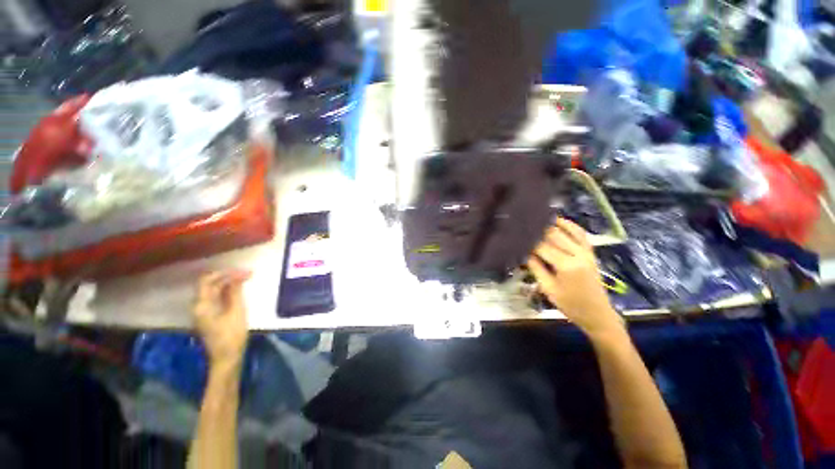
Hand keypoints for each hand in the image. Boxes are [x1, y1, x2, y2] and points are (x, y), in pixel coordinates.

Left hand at [193, 271, 250, 369]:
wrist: (226, 358)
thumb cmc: (232, 335)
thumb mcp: (237, 312)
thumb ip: (235, 293)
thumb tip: (237, 277)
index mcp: (202, 305)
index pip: (207, 281)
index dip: (224, 273)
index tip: (242, 271)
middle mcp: (198, 306)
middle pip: (209, 284)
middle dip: (227, 276)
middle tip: (247, 274)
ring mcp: (202, 311)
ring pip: (213, 290)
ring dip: (228, 283)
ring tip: (245, 279)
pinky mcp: (209, 316)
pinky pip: (215, 297)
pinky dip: (226, 291)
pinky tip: (238, 290)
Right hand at [528, 219, 623, 337]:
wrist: (598, 314)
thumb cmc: (571, 305)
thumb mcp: (548, 289)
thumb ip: (536, 268)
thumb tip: (524, 253)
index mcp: (566, 265)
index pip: (542, 247)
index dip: (528, 242)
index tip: (516, 237)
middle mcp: (578, 254)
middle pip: (554, 235)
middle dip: (538, 230)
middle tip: (523, 226)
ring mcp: (587, 252)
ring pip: (568, 230)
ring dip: (553, 223)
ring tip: (538, 218)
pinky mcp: (590, 252)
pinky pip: (581, 234)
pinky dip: (570, 225)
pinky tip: (559, 221)